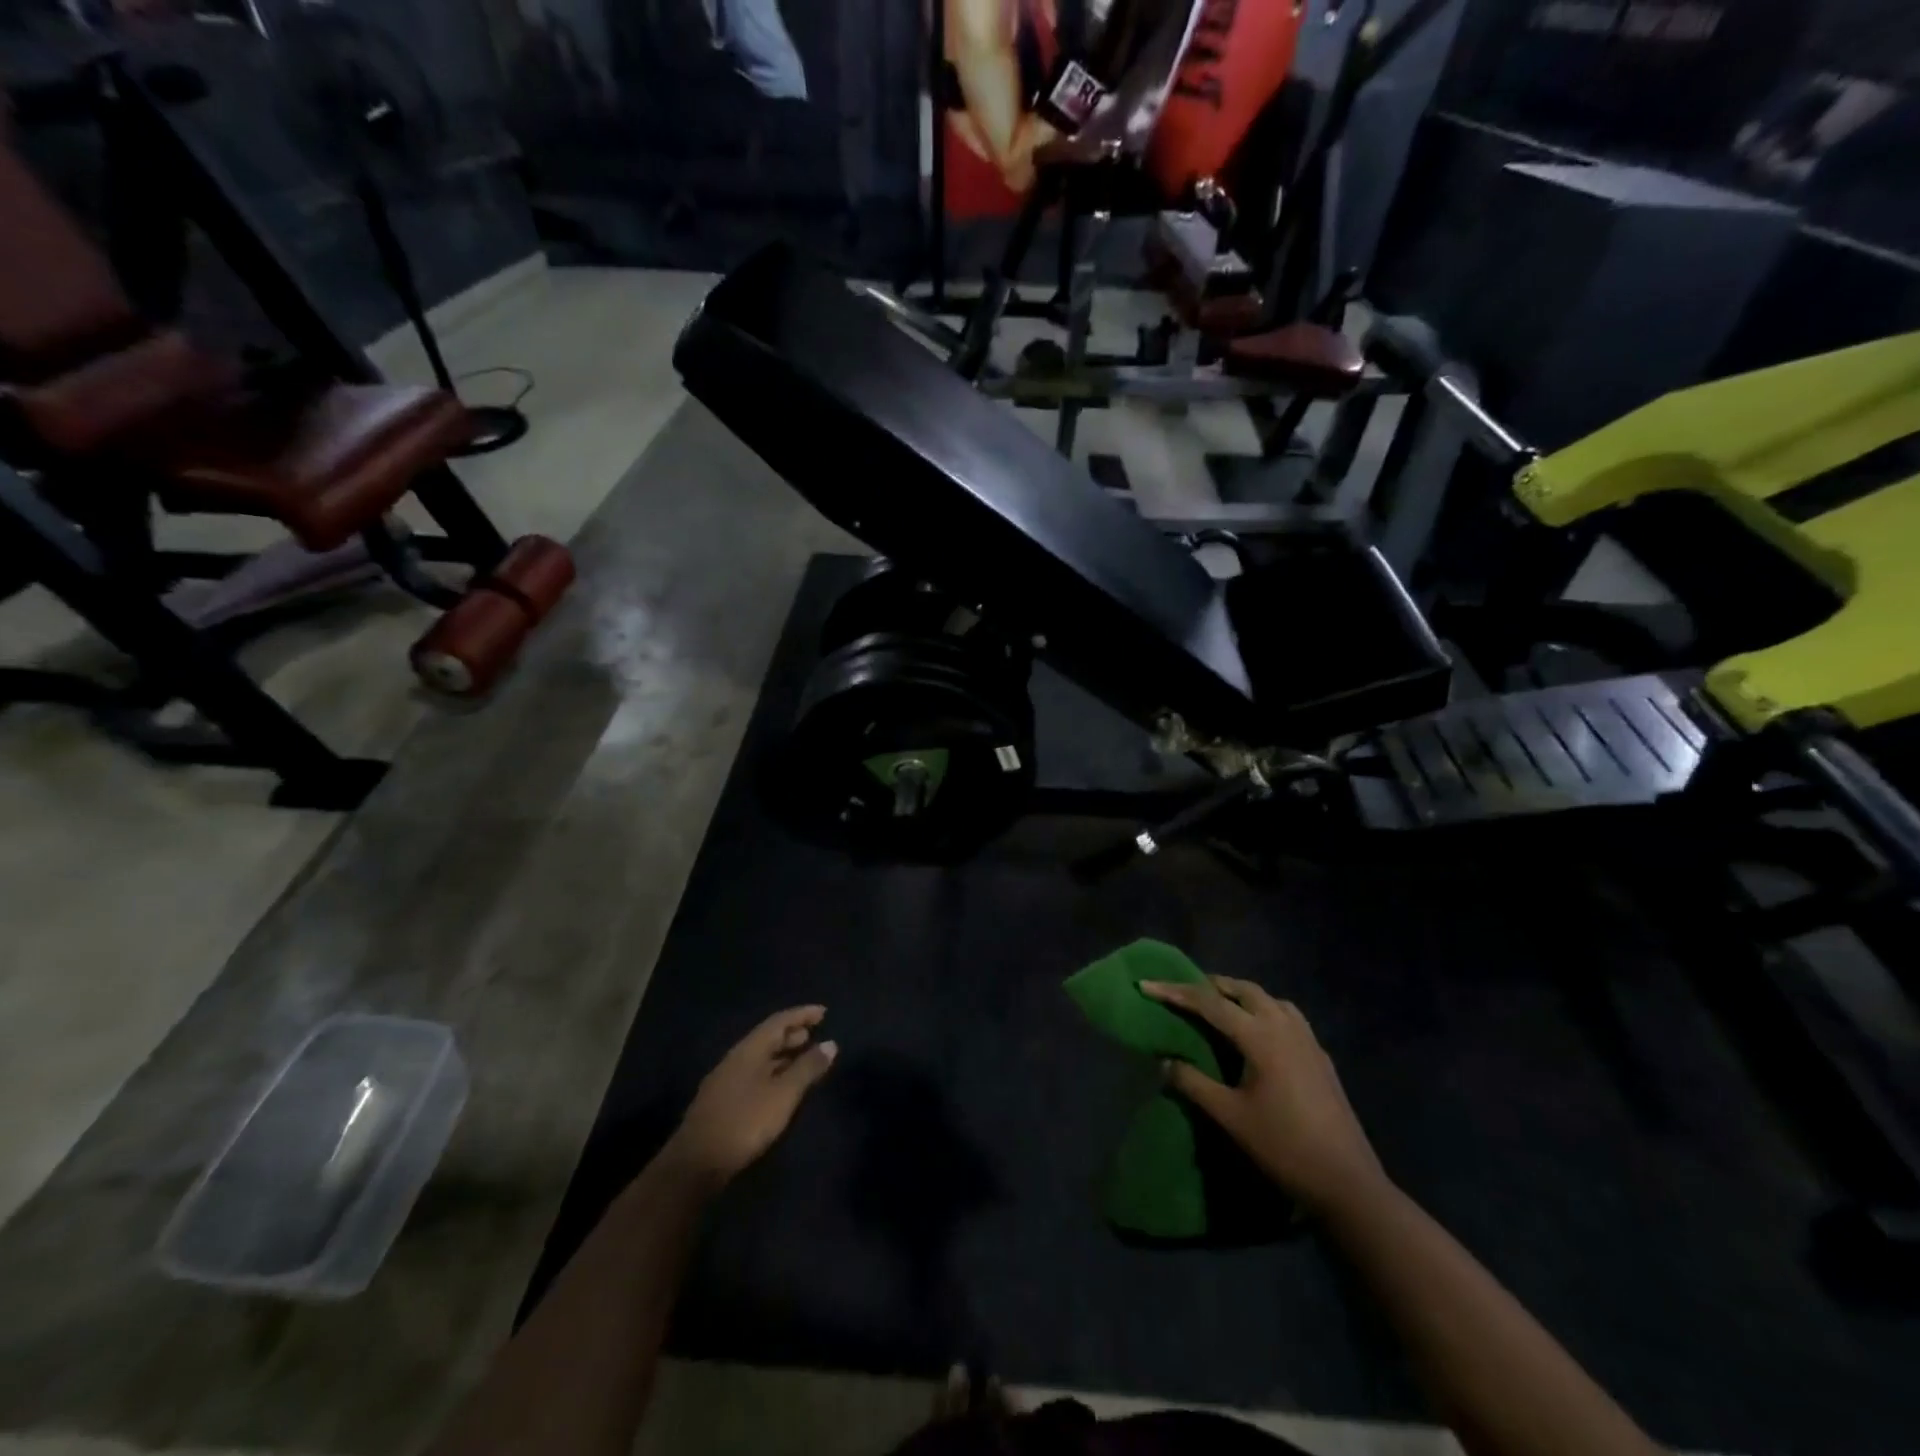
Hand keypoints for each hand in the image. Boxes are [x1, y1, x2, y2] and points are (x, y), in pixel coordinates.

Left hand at [664, 1006, 836, 1187]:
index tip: (824, 1012)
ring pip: (760, 1058)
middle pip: (767, 1038)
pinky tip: (781, 1086)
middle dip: (792, 1034)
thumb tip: (830, 1044)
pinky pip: (754, 1075)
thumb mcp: (783, 1094)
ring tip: (803, 1058)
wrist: (696, 1164)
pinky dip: (773, 1072)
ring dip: (783, 1054)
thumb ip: (807, 1068)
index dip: (802, 1014)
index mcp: (749, 1049)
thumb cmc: (745, 1121)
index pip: (779, 1021)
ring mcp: (726, 1081)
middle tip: (815, 1034)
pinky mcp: (723, 1103)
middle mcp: (736, 1059)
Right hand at [1143, 978, 1384, 1214]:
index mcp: (1260, 1037)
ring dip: (1239, 994)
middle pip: (1243, 989)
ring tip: (1218, 1005)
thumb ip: (1194, 1084)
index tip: (1146, 985)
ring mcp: (1308, 1040)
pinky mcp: (1320, 1056)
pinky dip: (1263, 1009)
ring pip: (1268, 998)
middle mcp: (1285, 1026)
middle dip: (1210, 985)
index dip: (1175, 991)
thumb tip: (1165, 1062)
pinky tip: (1257, 1032)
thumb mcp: (1230, 1117)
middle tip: (1182, 991)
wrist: (1348, 1183)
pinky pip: (1286, 1015)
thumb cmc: (1284, 1147)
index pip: (1209, 1003)